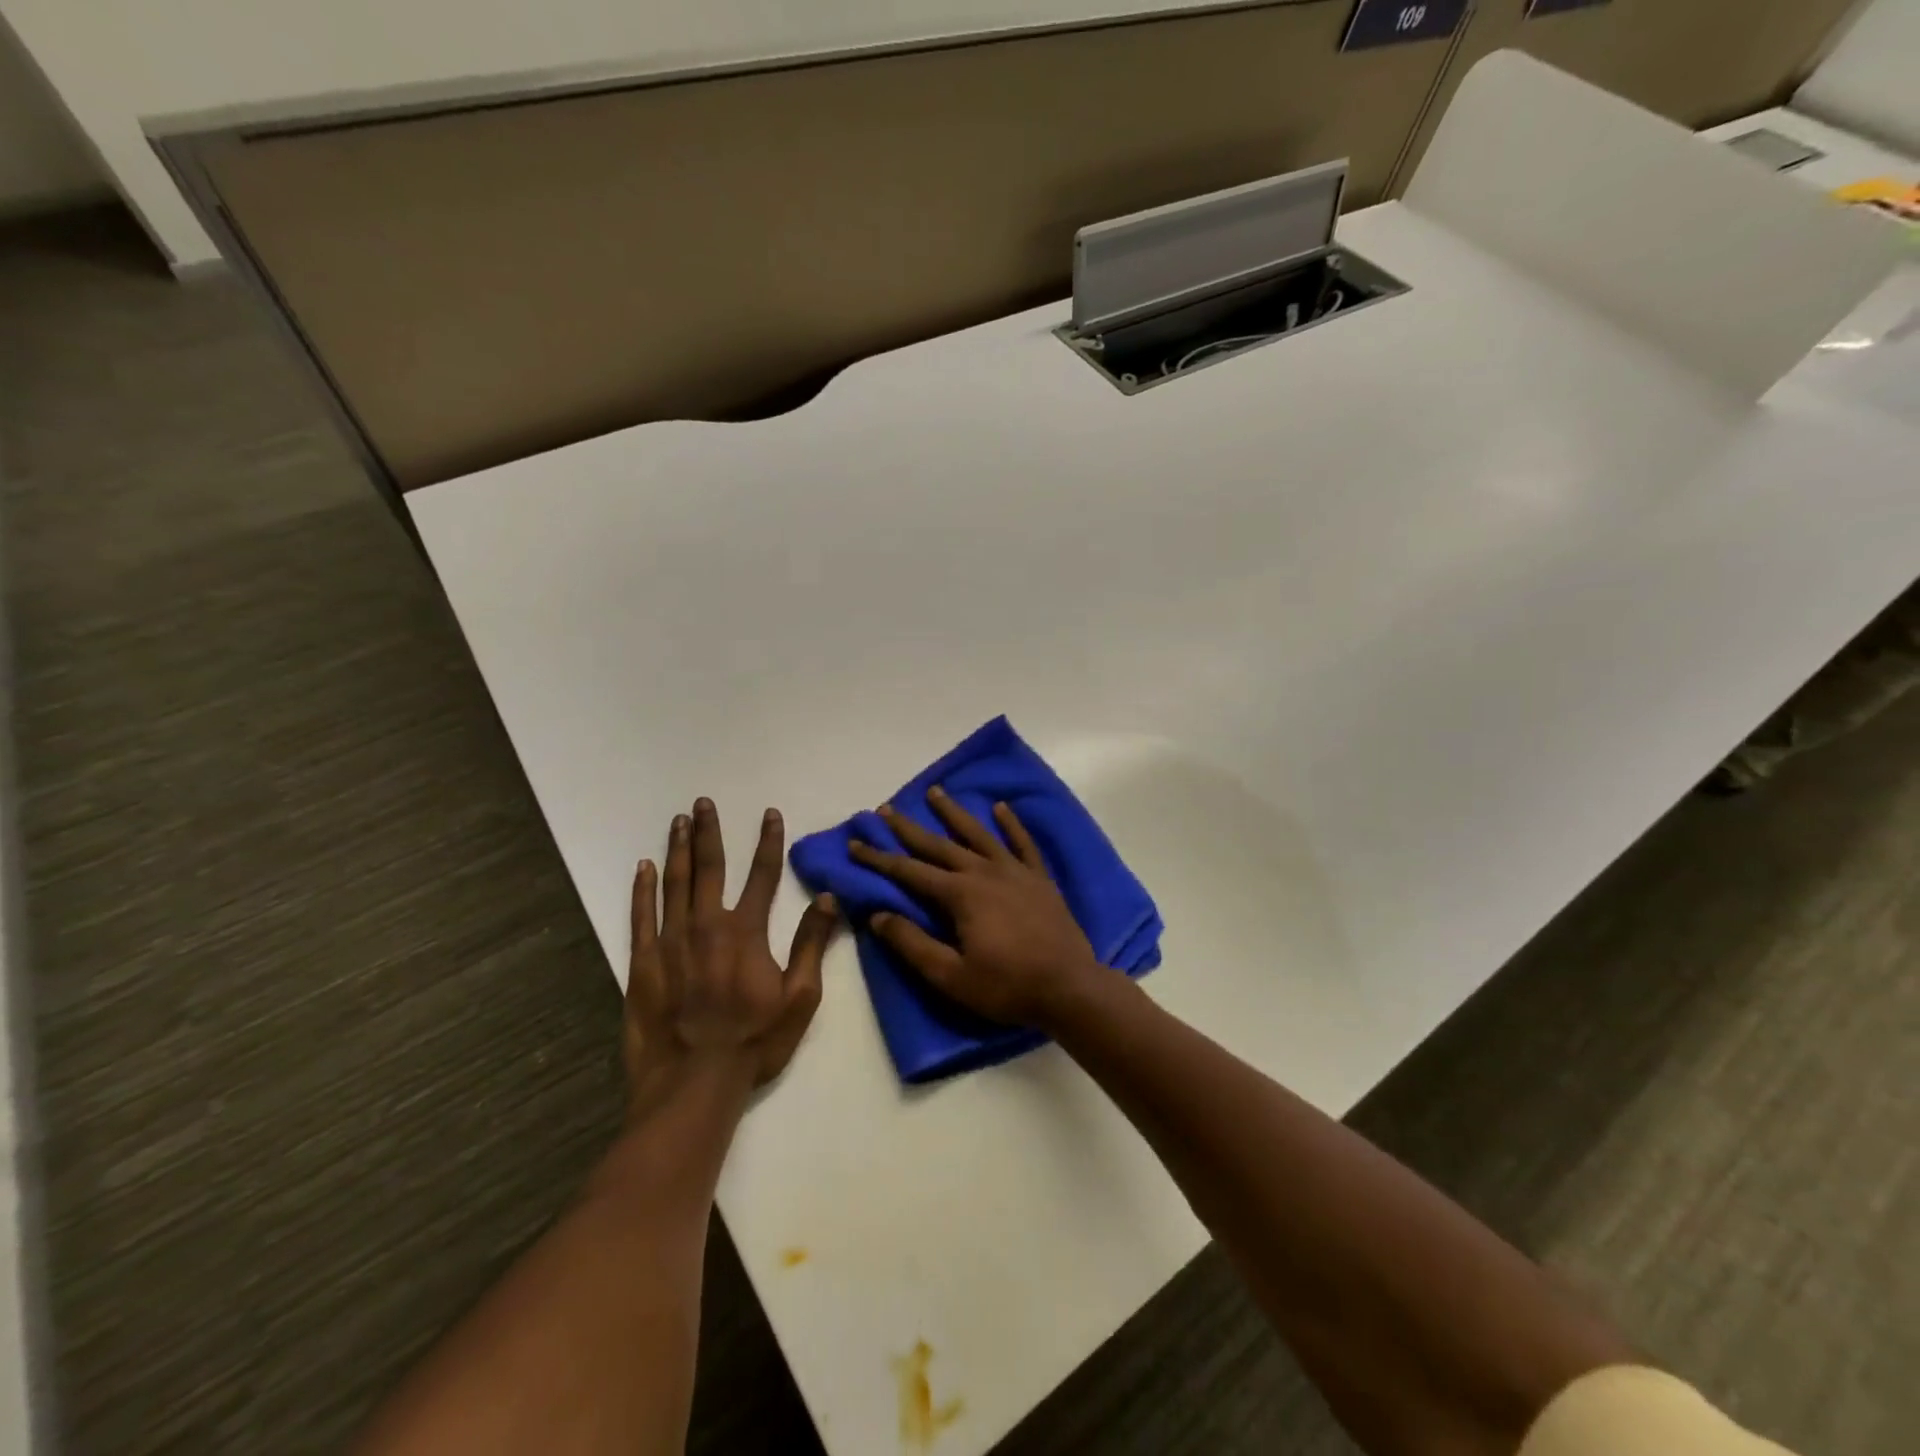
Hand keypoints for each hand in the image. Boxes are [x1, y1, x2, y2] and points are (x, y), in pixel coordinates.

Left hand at [625, 799, 837, 1113]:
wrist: (693, 1082)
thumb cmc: (754, 1041)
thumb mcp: (799, 997)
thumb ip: (811, 944)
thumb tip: (827, 899)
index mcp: (746, 932)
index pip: (762, 874)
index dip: (768, 841)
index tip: (769, 813)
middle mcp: (707, 925)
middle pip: (709, 867)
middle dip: (707, 832)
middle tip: (702, 803)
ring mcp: (670, 941)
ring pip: (674, 883)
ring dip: (677, 850)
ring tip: (677, 821)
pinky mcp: (642, 962)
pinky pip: (641, 916)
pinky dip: (642, 889)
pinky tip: (643, 868)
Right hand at [849, 787, 1105, 1030]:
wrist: (1070, 988)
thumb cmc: (1007, 986)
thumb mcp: (950, 976)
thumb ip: (912, 944)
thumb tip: (878, 915)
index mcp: (960, 894)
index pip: (910, 871)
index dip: (879, 859)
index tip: (854, 844)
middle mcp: (984, 872)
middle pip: (939, 845)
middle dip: (908, 828)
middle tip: (885, 809)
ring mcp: (1015, 871)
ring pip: (978, 834)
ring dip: (954, 813)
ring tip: (935, 791)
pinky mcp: (1039, 878)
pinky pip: (1022, 843)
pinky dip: (1011, 824)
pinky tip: (1001, 807)